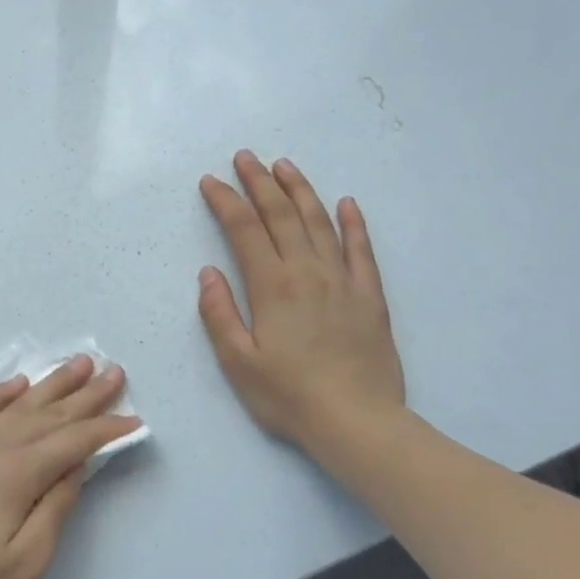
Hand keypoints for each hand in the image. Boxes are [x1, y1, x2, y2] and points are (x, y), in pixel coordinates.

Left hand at [0, 356, 140, 578]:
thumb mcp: (28, 561)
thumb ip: (55, 506)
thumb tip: (77, 464)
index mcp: (16, 474)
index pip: (72, 442)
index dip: (105, 429)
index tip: (134, 418)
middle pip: (48, 414)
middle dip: (85, 394)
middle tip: (114, 370)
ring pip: (17, 406)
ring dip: (50, 384)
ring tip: (77, 363)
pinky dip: (0, 394)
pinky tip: (17, 383)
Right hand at [197, 150, 405, 453]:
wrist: (357, 422)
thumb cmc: (289, 395)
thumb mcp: (238, 362)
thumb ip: (219, 314)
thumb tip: (209, 272)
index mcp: (272, 286)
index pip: (244, 229)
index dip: (226, 201)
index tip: (210, 182)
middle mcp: (307, 272)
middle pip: (281, 215)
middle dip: (259, 182)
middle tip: (245, 157)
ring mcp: (343, 280)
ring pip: (320, 222)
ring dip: (300, 190)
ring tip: (284, 166)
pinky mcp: (370, 295)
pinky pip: (361, 249)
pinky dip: (353, 223)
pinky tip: (346, 203)